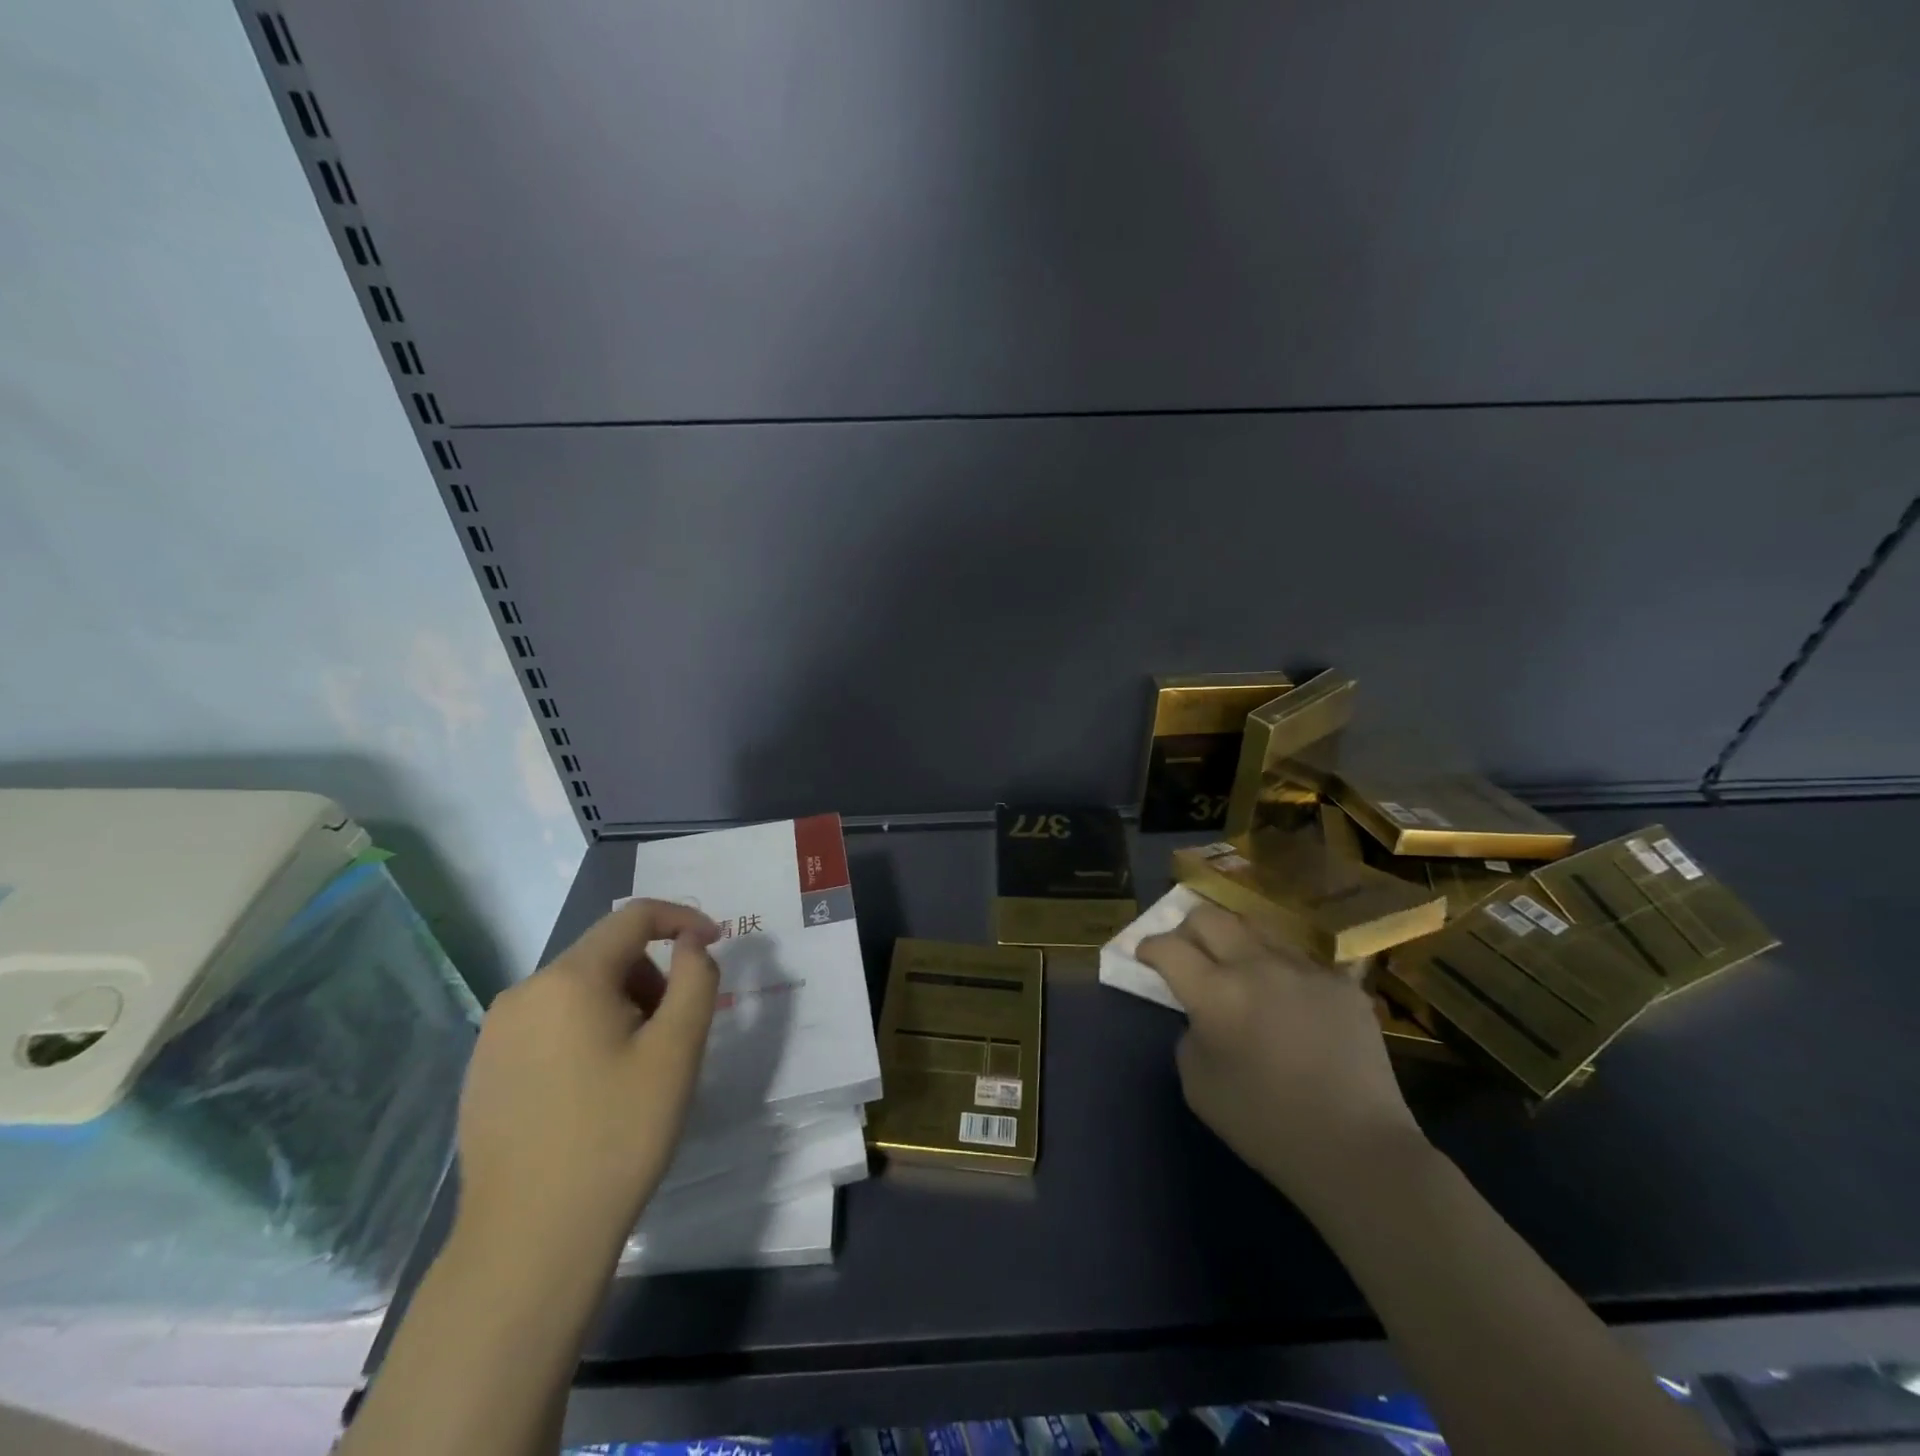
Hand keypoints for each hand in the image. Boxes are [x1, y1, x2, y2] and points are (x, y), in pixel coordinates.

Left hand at [453, 899, 722, 1259]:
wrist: (528, 1243)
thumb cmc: (617, 1135)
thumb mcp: (677, 1051)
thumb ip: (696, 979)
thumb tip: (692, 943)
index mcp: (569, 979)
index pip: (634, 917)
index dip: (682, 919)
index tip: (716, 944)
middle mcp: (523, 993)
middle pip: (605, 954)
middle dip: (651, 975)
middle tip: (674, 1031)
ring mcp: (495, 1034)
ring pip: (576, 990)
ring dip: (621, 1006)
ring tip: (636, 1067)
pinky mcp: (483, 1071)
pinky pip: (548, 1025)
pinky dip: (585, 1033)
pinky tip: (593, 1091)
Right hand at [1137, 901, 1427, 1209]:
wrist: (1357, 1150)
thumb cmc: (1265, 1125)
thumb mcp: (1197, 1085)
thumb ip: (1189, 1034)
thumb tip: (1201, 1013)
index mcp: (1216, 993)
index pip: (1168, 947)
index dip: (1148, 947)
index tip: (1145, 956)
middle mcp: (1257, 966)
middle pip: (1209, 916)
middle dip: (1186, 928)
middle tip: (1186, 951)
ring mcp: (1304, 968)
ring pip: (1256, 926)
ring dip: (1235, 940)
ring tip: (1236, 964)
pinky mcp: (1341, 981)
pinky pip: (1299, 958)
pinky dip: (1279, 968)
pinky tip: (1285, 996)